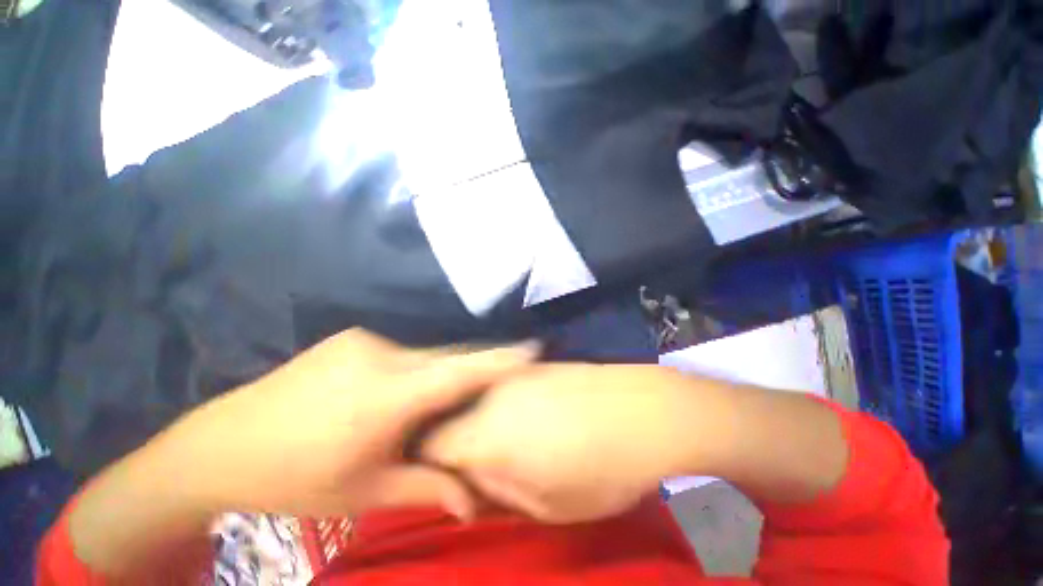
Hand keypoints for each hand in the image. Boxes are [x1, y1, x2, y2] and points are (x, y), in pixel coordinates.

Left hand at [151, 329, 538, 519]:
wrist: (221, 445)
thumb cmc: (295, 478)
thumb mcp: (367, 493)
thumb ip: (429, 489)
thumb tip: (474, 500)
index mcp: (386, 396)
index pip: (461, 371)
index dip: (500, 359)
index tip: (533, 347)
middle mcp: (381, 356)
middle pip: (447, 358)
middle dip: (475, 369)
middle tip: (498, 378)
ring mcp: (364, 340)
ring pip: (425, 354)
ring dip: (441, 373)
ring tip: (444, 397)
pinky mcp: (352, 337)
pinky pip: (402, 351)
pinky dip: (417, 368)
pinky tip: (406, 391)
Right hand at [422, 364, 726, 523]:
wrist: (645, 410)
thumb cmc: (599, 468)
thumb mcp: (545, 504)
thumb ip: (496, 493)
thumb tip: (469, 486)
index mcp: (484, 433)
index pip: (430, 446)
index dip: (434, 468)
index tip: (455, 483)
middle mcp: (491, 394)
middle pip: (452, 419)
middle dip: (459, 447)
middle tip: (488, 469)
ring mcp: (515, 373)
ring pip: (477, 401)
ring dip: (484, 424)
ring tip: (516, 444)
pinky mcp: (536, 364)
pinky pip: (503, 387)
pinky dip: (506, 406)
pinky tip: (536, 418)